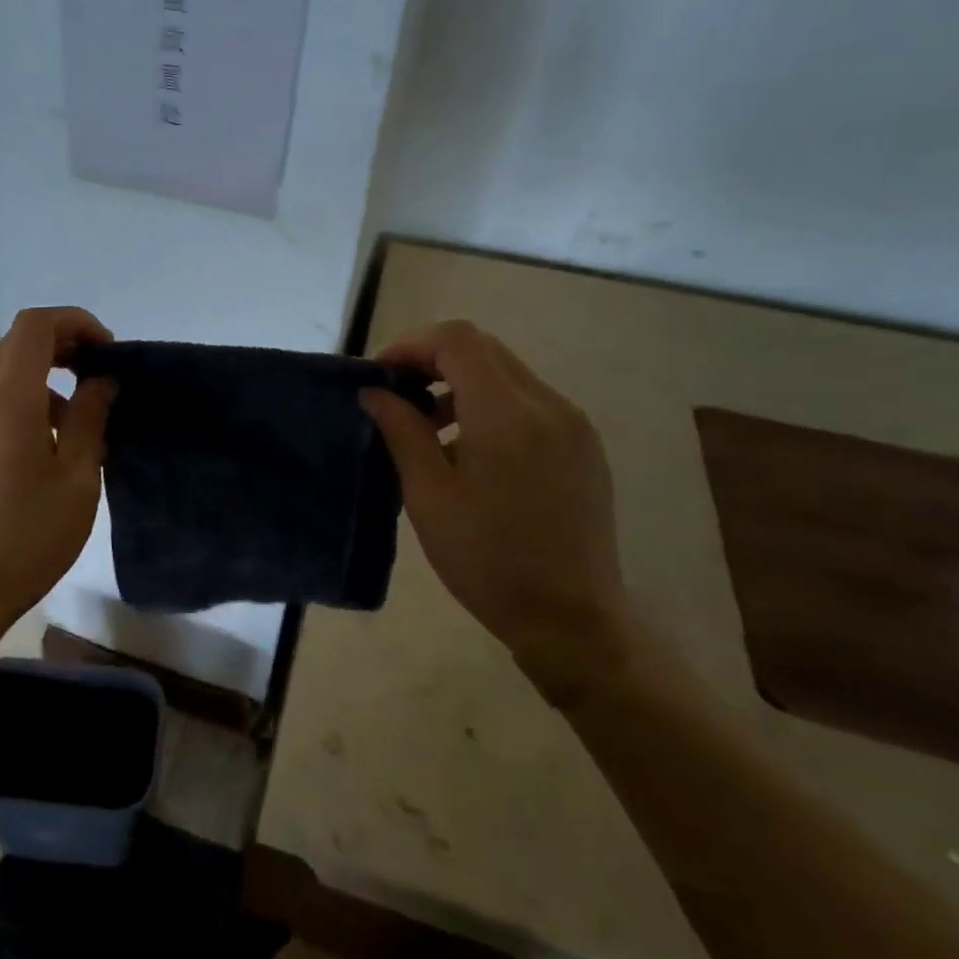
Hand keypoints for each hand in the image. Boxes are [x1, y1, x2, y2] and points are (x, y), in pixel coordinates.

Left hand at [0, 306, 116, 629]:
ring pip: (1, 383)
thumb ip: (91, 419)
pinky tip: (33, 461)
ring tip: (73, 439)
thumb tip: (101, 380)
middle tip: (97, 387)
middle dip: (62, 353)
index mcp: (8, 402)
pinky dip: (16, 412)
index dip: (75, 322)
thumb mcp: (77, 480)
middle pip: (16, 349)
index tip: (105, 351)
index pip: (35, 326)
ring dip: (41, 390)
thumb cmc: (28, 539)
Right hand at [361, 321, 636, 706]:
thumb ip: (401, 431)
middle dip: (433, 360)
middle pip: (483, 349)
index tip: (381, 377)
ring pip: (507, 373)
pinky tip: (471, 451)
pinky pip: (530, 402)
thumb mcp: (428, 495)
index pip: (457, 340)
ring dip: (461, 383)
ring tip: (430, 429)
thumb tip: (375, 392)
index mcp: (507, 414)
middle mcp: (548, 404)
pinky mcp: (583, 445)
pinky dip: (490, 405)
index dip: (412, 345)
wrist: (571, 618)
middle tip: (398, 397)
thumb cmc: (487, 559)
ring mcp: (573, 424)